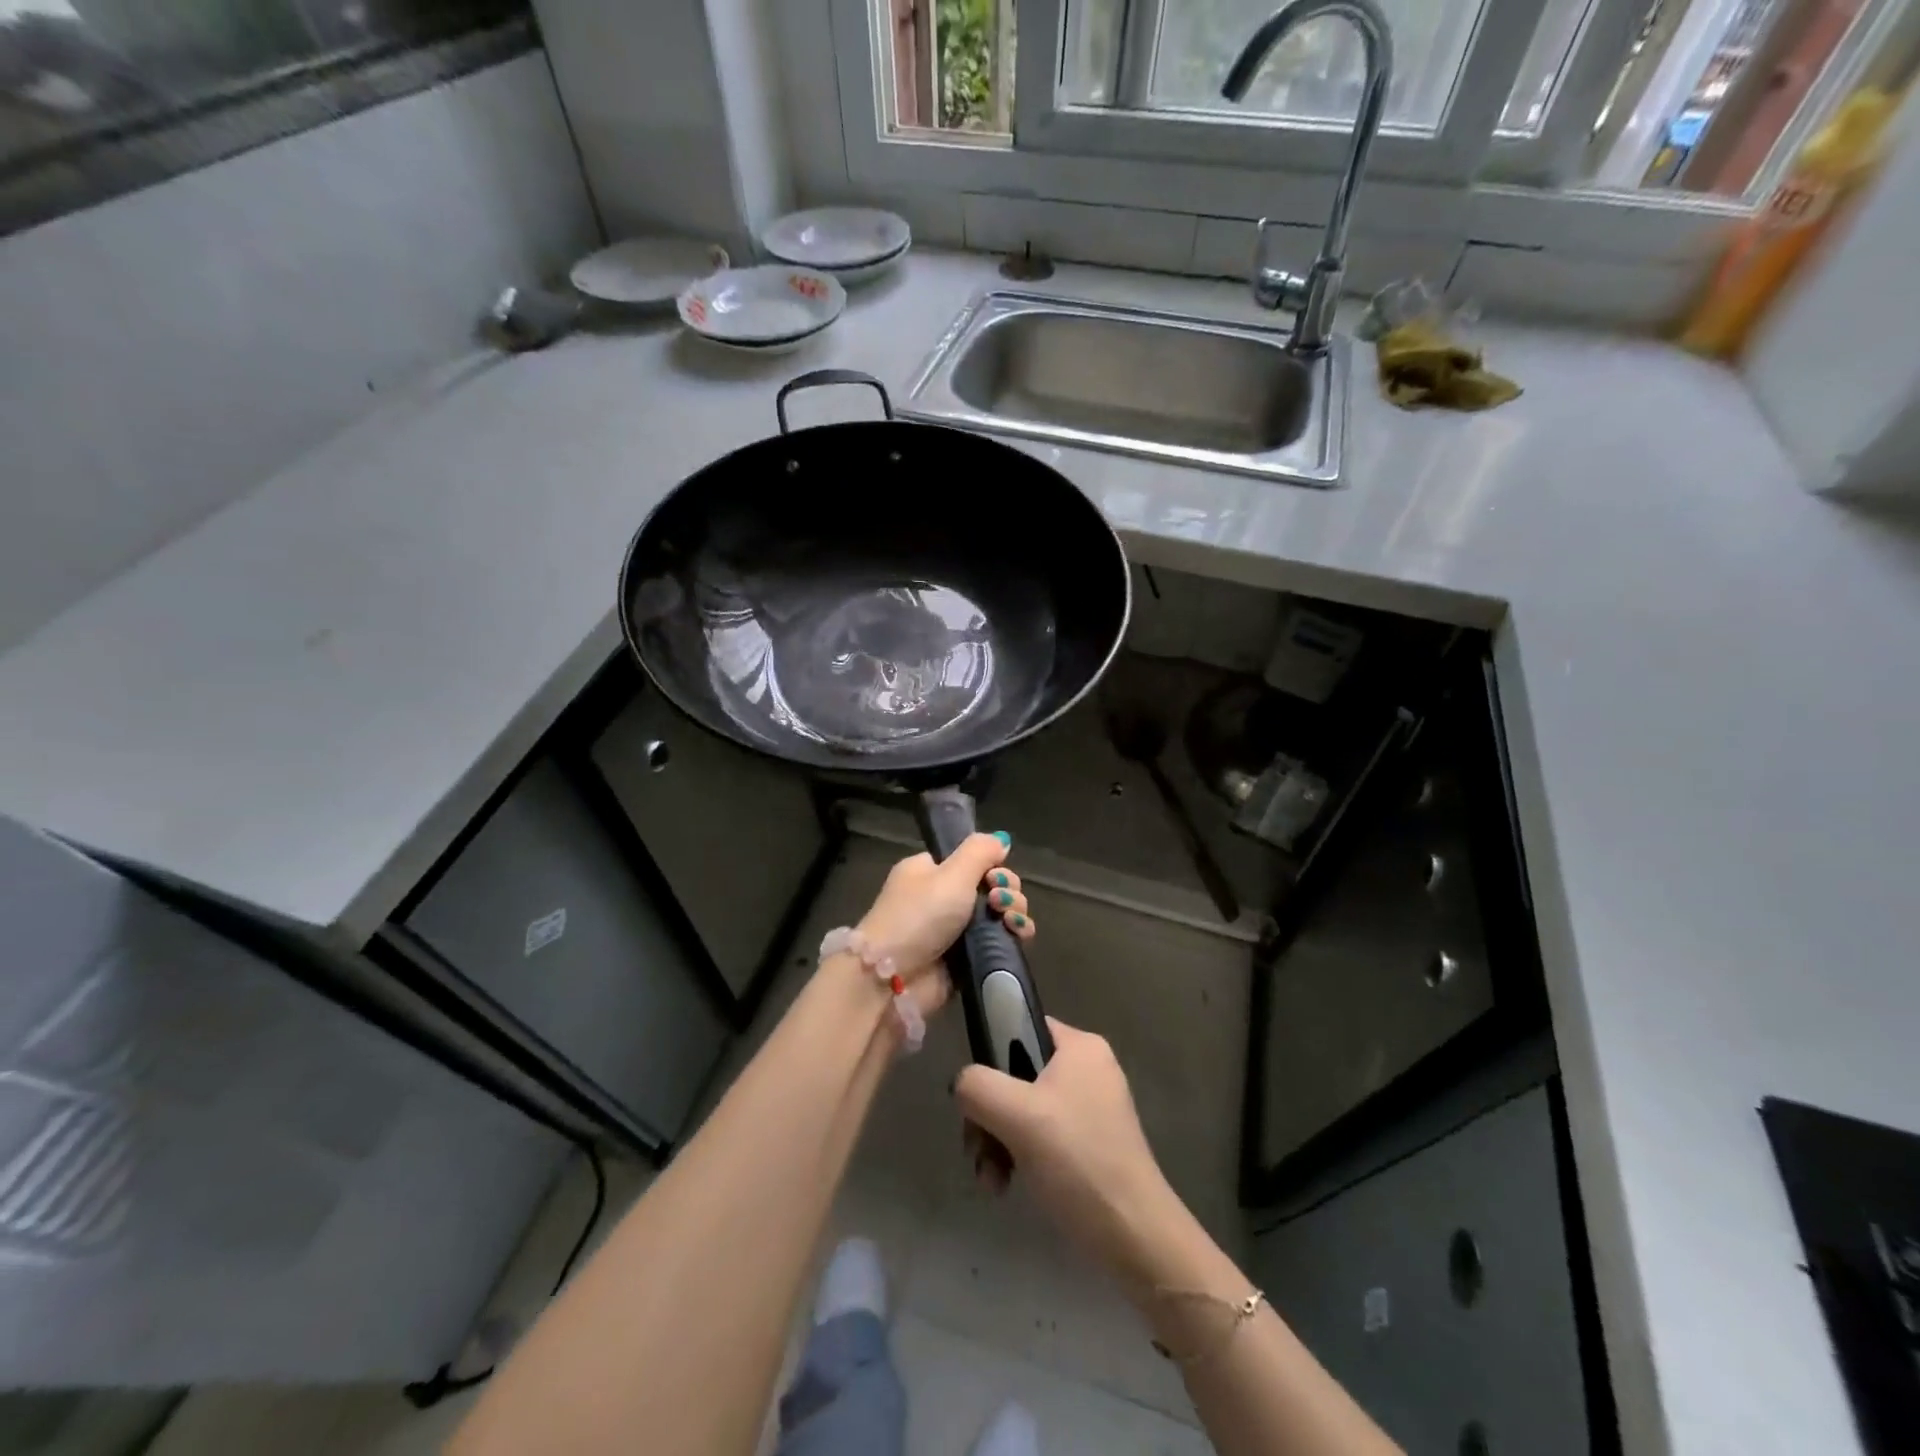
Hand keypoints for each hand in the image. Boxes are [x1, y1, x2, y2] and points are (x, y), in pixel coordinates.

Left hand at [855, 833, 1034, 1014]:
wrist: (893, 978)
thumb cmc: (919, 915)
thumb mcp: (951, 873)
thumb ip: (980, 851)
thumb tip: (1001, 840)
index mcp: (930, 872)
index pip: (972, 861)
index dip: (992, 865)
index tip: (995, 876)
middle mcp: (942, 898)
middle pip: (990, 886)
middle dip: (1007, 889)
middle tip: (999, 901)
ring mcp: (955, 931)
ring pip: (999, 914)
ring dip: (1014, 911)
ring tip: (1010, 919)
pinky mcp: (966, 959)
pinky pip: (998, 941)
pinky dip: (1013, 936)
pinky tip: (1020, 934)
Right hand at [954, 1017, 1182, 1289]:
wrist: (1133, 1237)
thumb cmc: (1077, 1159)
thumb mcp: (1016, 1113)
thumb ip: (976, 1085)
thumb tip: (962, 1086)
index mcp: (1080, 1047)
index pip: (1021, 1025)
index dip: (991, 1053)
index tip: (976, 1094)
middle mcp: (1088, 1069)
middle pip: (1016, 1074)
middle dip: (989, 1115)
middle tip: (978, 1149)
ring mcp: (1091, 1108)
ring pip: (1023, 1109)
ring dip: (998, 1142)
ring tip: (991, 1179)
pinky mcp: (1090, 1145)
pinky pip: (1041, 1136)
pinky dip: (1018, 1157)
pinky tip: (1006, 1186)